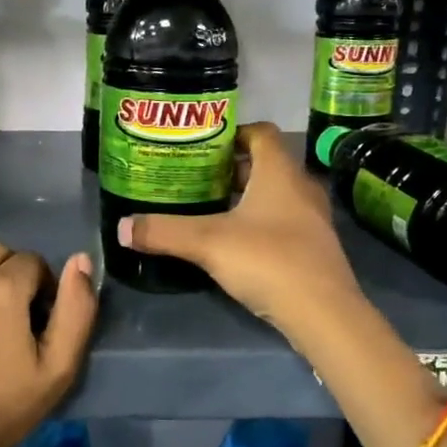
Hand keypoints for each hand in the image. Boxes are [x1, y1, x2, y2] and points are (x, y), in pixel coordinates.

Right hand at [117, 122, 363, 338]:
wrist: (325, 314)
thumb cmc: (268, 260)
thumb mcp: (207, 243)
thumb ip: (163, 231)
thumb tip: (122, 227)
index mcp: (279, 172)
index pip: (261, 133)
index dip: (232, 133)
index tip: (202, 145)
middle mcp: (301, 187)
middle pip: (266, 164)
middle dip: (232, 169)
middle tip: (197, 178)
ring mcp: (313, 219)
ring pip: (276, 194)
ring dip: (247, 197)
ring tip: (210, 209)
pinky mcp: (315, 247)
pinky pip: (284, 221)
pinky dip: (261, 222)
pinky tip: (236, 242)